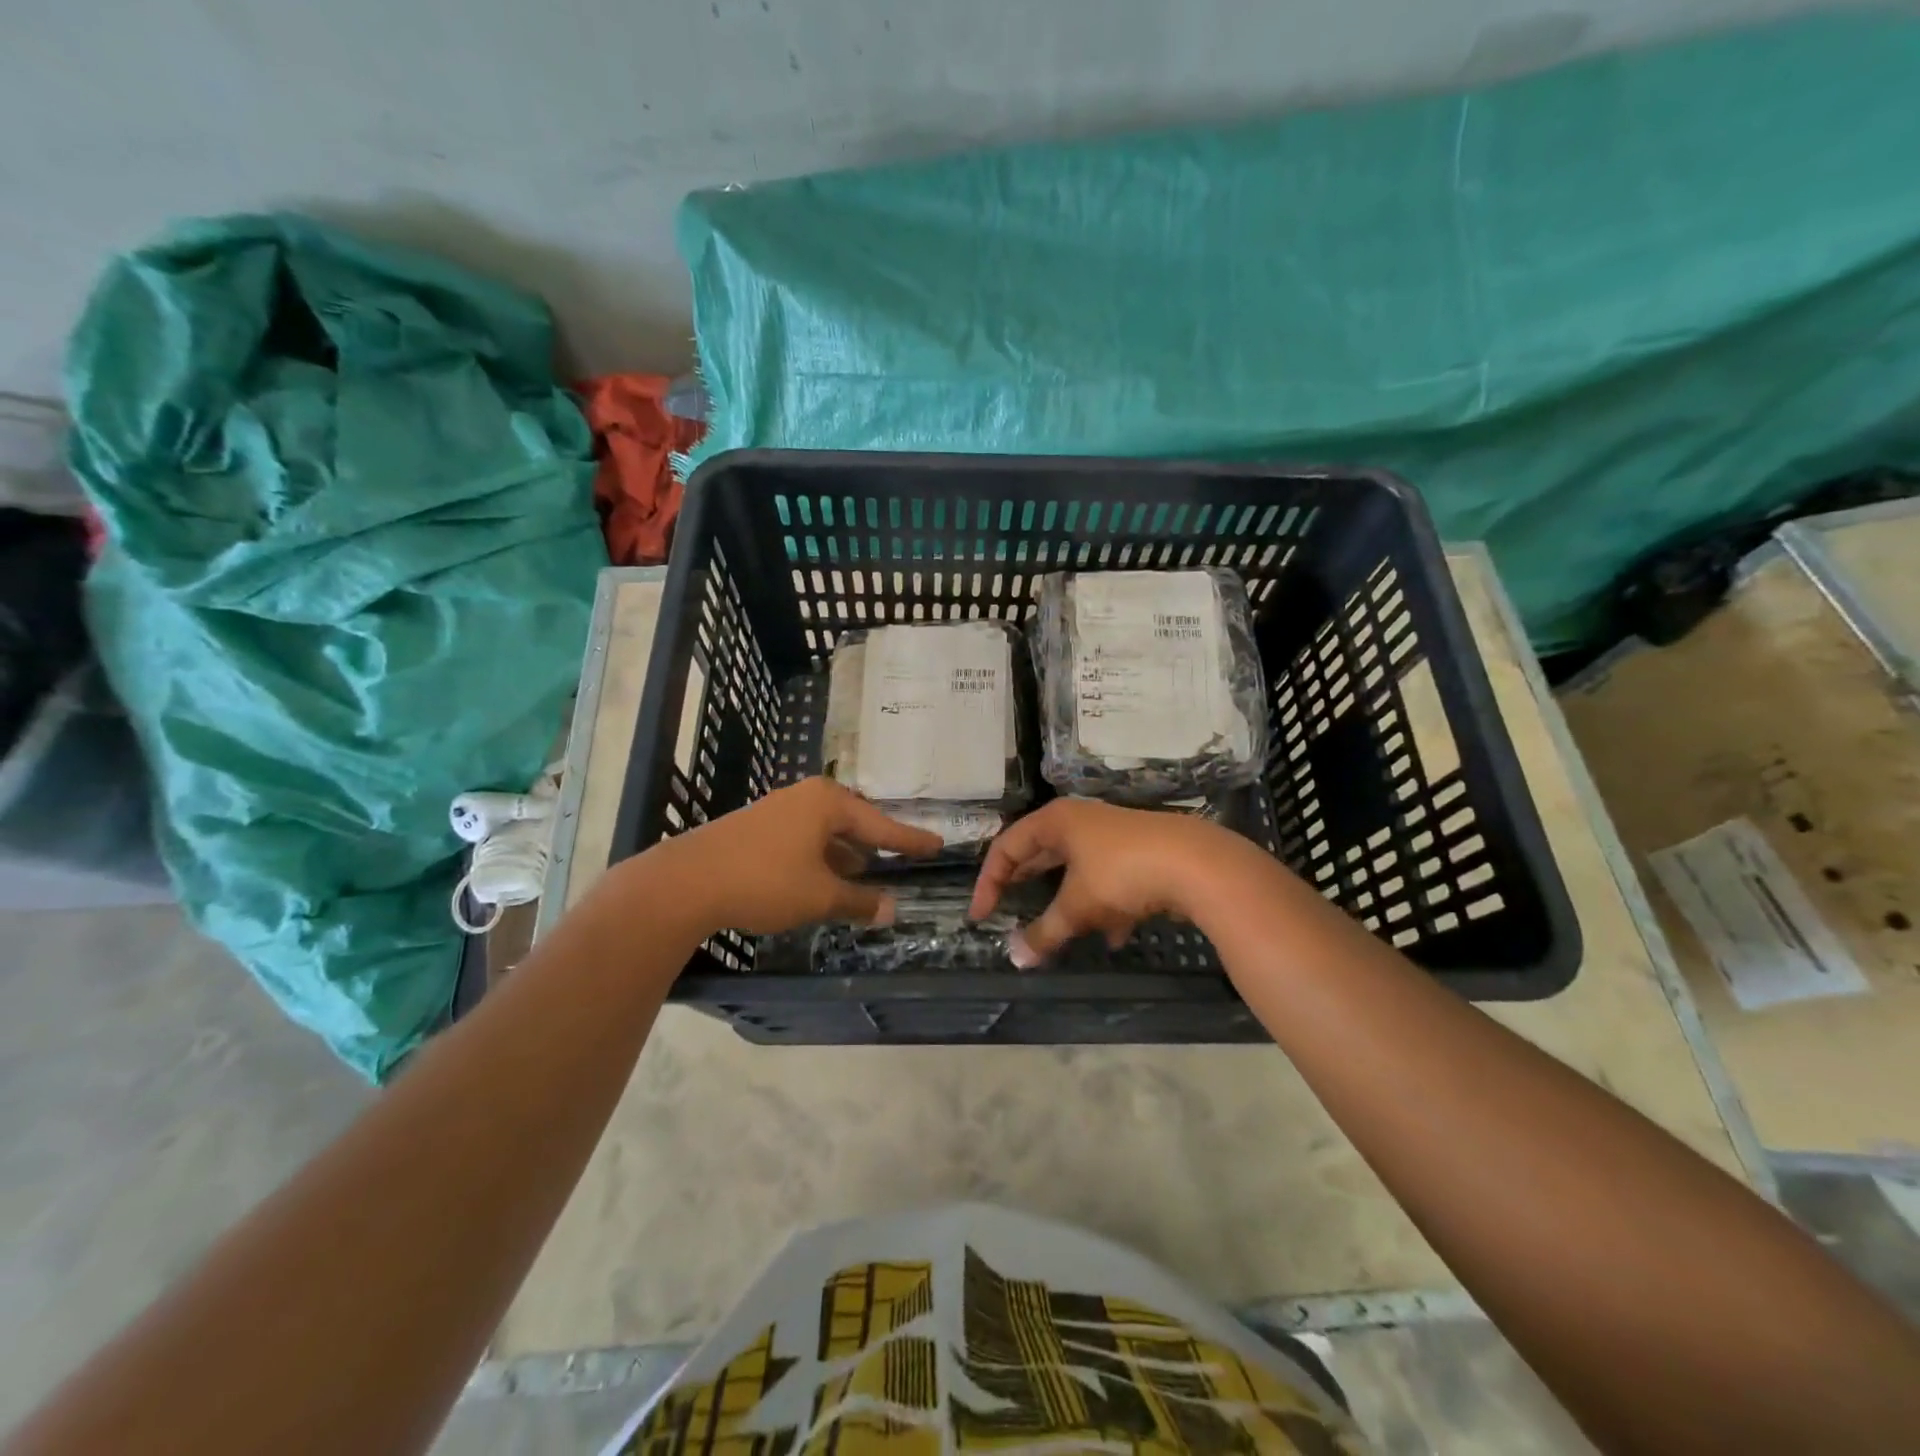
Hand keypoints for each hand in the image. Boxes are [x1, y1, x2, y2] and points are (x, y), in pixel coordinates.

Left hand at [653, 778, 942, 935]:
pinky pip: (803, 839)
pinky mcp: (756, 828)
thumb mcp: (820, 895)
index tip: (937, 845)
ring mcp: (778, 810)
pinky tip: (822, 878)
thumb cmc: (765, 881)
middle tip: (902, 856)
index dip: (910, 840)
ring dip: (845, 854)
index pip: (882, 825)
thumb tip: (893, 909)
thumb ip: (860, 901)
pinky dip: (820, 857)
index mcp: (828, 803)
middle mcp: (805, 798)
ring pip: (826, 832)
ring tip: (864, 873)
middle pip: (853, 822)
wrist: (686, 882)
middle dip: (875, 844)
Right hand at [968, 799, 1244, 964]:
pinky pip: (1108, 881)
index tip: (981, 916)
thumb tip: (1016, 959)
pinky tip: (1113, 936)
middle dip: (1025, 886)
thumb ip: (1045, 932)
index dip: (989, 882)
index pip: (1007, 847)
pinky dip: (1103, 907)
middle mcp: (1081, 821)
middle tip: (1006, 911)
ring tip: (1060, 931)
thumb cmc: (1121, 874)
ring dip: (1067, 903)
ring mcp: (1113, 836)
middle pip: (1040, 854)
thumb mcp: (1077, 906)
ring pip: (1077, 870)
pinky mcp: (1140, 853)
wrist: (1198, 864)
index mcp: (1056, 821)